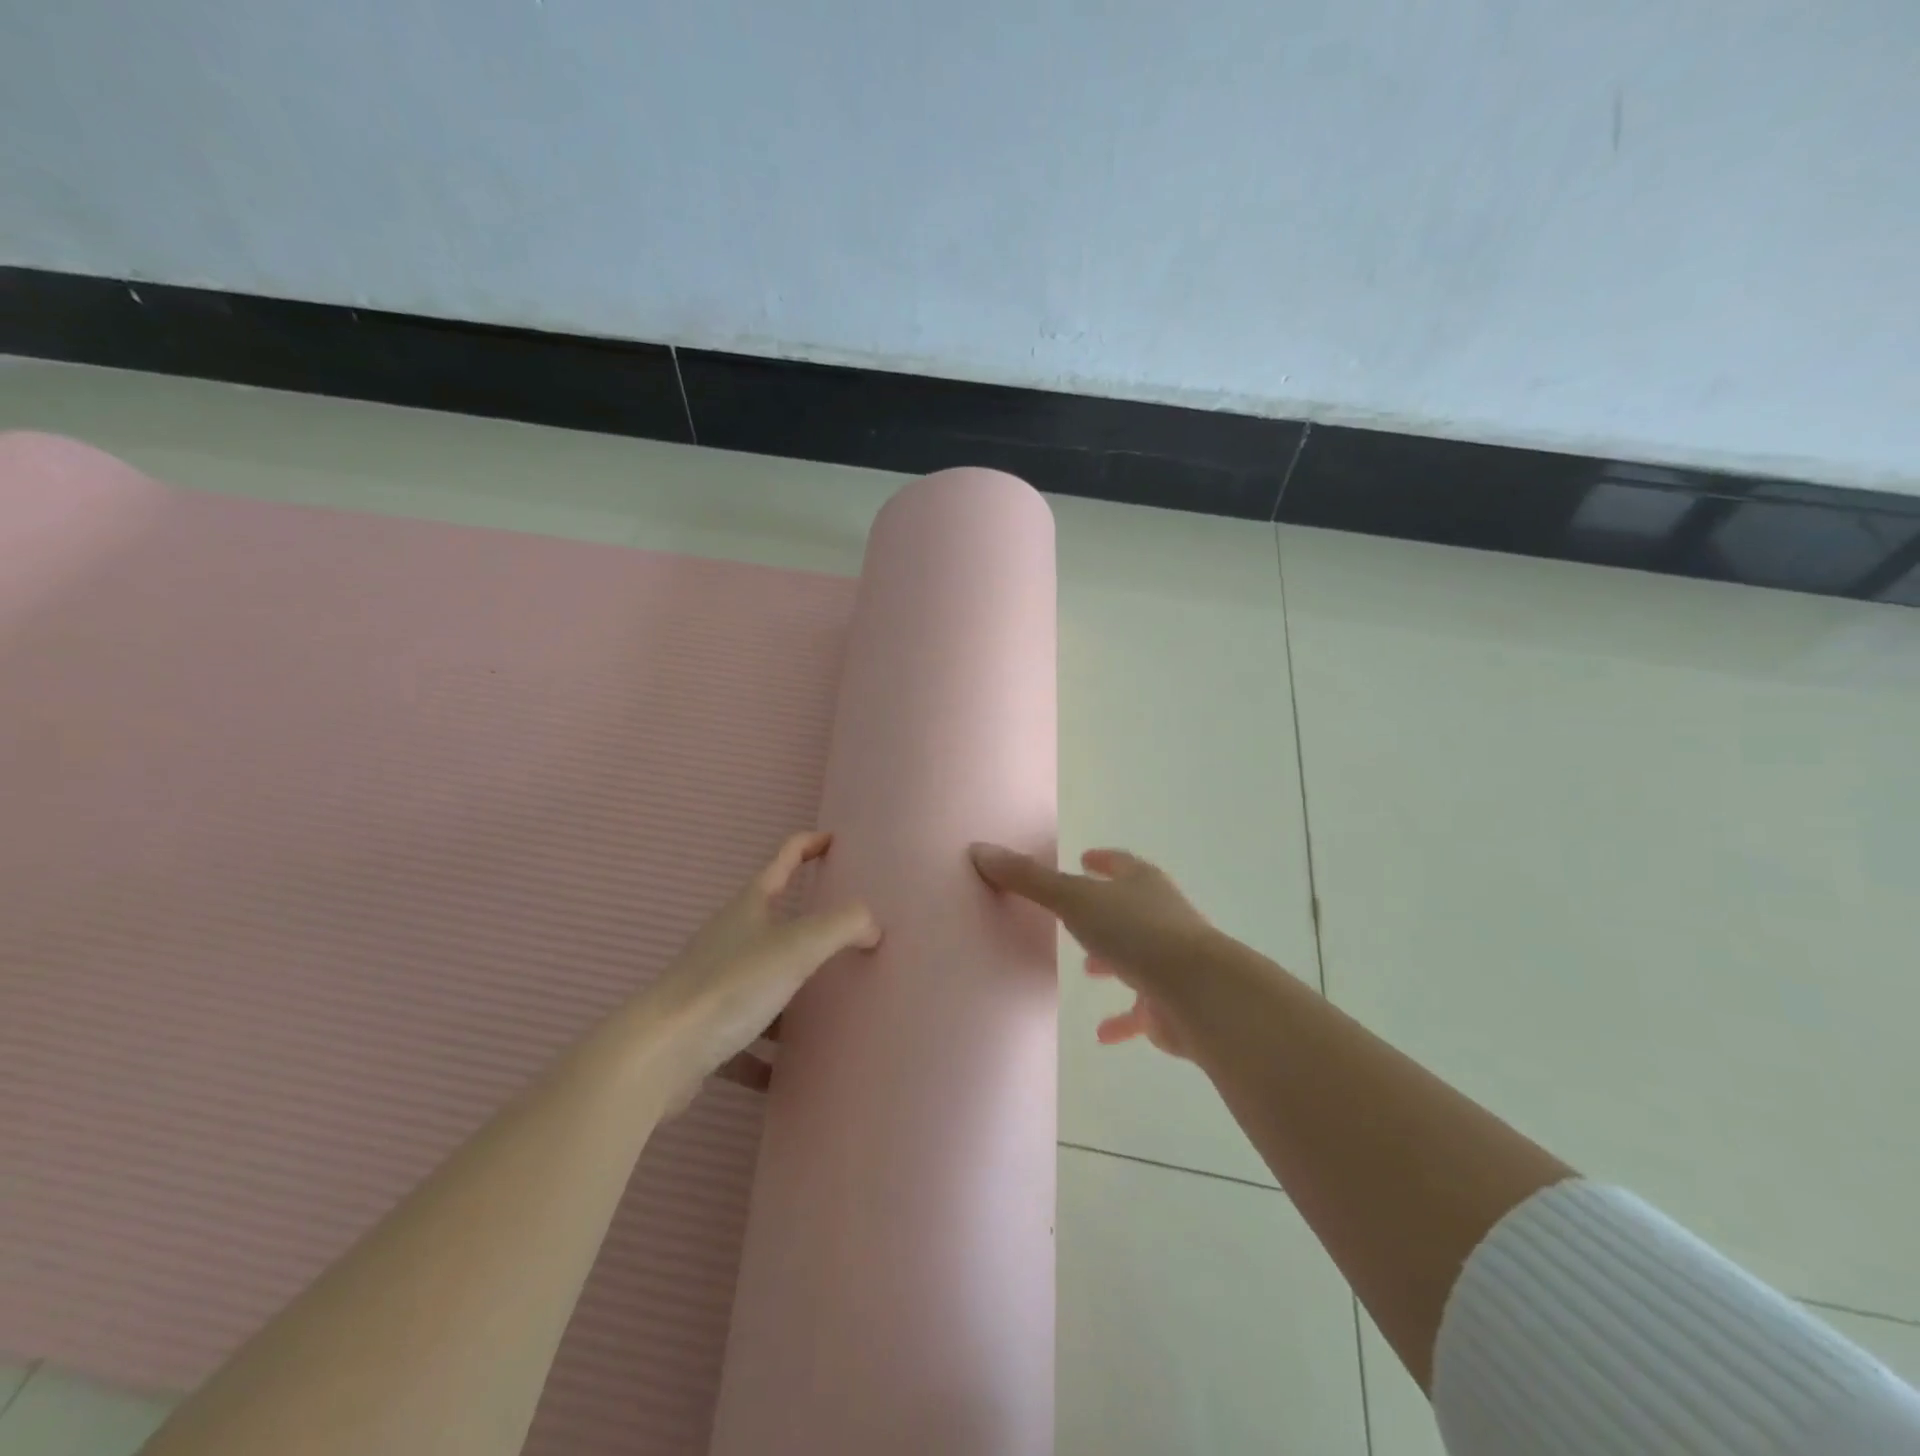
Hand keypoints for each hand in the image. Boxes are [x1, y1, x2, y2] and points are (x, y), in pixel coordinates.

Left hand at [646, 831, 878, 1105]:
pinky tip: (785, 1072)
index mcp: (749, 907)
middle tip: (846, 933)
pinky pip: (744, 1038)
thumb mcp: (799, 945)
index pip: (784, 860)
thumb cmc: (733, 984)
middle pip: (773, 921)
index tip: (835, 841)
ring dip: (789, 993)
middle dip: (807, 926)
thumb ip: (844, 925)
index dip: (810, 845)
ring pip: (761, 982)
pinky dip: (765, 1053)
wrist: (659, 1054)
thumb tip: (872, 927)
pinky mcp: (703, 1030)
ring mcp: (713, 985)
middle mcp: (729, 939)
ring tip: (825, 1009)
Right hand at [970, 843, 1212, 1057]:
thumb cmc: (1135, 933)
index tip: (1086, 858)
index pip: (1121, 864)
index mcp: (1142, 885)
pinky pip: (1142, 1010)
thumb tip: (981, 850)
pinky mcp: (1172, 1004)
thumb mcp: (1073, 900)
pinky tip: (1103, 1034)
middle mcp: (1161, 916)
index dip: (1103, 861)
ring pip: (1138, 955)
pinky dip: (1124, 1019)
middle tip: (1078, 918)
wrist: (1198, 991)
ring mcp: (1171, 961)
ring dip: (1114, 960)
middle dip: (1104, 913)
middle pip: (1131, 909)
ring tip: (1089, 969)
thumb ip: (1028, 879)